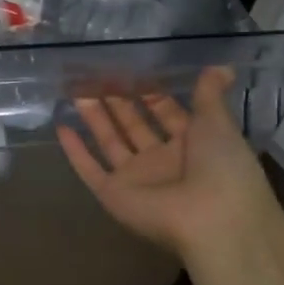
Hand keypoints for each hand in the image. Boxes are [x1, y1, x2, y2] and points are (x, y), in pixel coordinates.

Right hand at [56, 67, 278, 262]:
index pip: (164, 111)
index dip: (147, 89)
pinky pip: (89, 169)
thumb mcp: (219, 123)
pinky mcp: (113, 194)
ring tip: (75, 89)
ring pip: (109, 141)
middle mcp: (162, 160)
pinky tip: (60, 126)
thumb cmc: (223, 167)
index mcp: (192, 144)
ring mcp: (137, 179)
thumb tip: (222, 64)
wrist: (214, 220)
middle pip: (133, 124)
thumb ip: (210, 94)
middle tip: (94, 73)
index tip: (127, 66)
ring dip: (94, 116)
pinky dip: (74, 150)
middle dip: (116, 99)